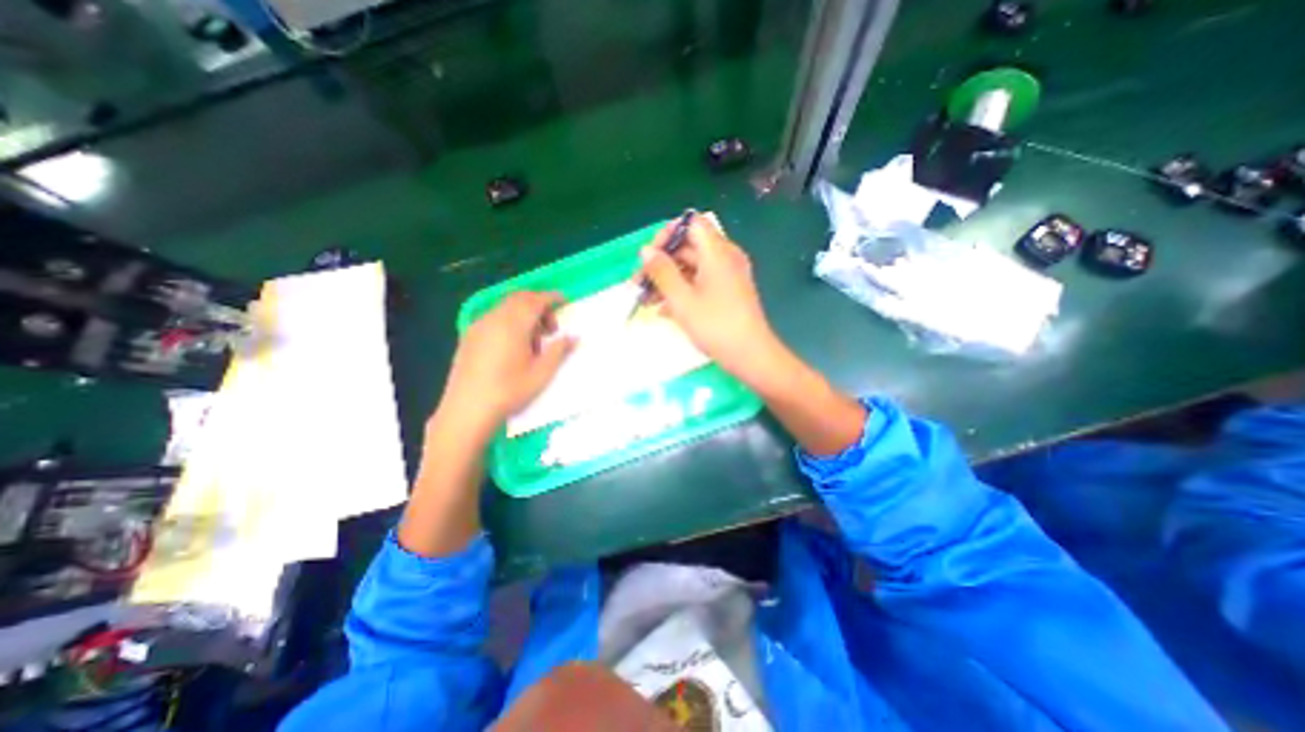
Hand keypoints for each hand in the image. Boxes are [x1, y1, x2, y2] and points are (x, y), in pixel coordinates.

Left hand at [434, 290, 571, 438]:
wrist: (468, 409)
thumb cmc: (509, 391)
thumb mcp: (541, 373)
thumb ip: (559, 351)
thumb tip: (573, 337)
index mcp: (513, 325)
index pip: (536, 300)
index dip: (552, 297)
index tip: (564, 300)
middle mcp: (494, 319)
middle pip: (519, 299)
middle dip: (538, 305)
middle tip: (551, 327)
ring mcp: (479, 326)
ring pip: (506, 307)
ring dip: (524, 314)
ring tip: (534, 342)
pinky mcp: (469, 336)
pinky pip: (494, 317)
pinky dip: (509, 321)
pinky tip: (513, 346)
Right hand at [637, 212, 776, 382]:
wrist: (750, 355)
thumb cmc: (715, 326)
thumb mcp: (682, 299)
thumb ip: (662, 272)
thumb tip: (646, 251)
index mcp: (717, 252)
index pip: (691, 224)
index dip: (667, 235)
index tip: (649, 257)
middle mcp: (725, 258)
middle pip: (689, 247)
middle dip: (661, 263)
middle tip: (640, 283)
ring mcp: (728, 276)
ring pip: (692, 267)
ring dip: (668, 280)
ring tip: (646, 300)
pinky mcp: (727, 293)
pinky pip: (701, 283)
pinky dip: (682, 290)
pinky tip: (664, 310)